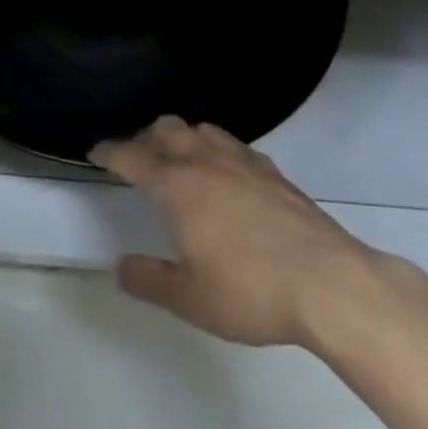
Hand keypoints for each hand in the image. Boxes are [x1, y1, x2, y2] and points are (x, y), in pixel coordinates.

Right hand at [92, 116, 421, 350]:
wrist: (332, 286)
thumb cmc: (251, 291)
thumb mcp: (189, 298)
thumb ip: (148, 280)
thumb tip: (120, 266)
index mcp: (178, 185)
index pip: (132, 157)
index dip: (109, 152)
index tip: (95, 152)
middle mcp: (206, 162)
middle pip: (167, 129)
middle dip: (145, 138)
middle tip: (138, 159)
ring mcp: (245, 163)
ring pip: (203, 131)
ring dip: (183, 138)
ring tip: (180, 161)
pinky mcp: (276, 174)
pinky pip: (236, 147)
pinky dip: (219, 152)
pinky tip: (228, 176)